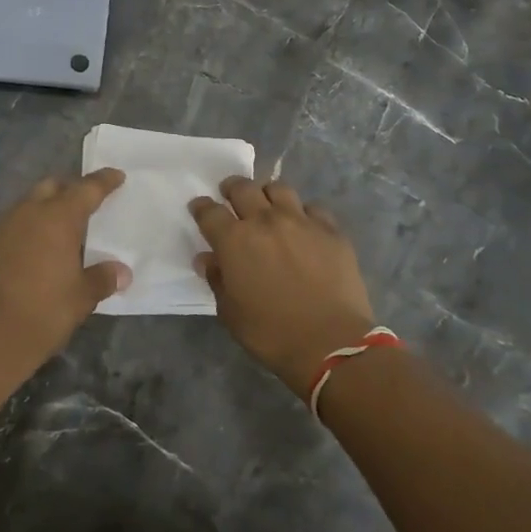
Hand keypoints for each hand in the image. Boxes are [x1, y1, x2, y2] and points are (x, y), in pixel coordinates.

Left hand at [0, 169, 130, 376]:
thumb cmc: (42, 312)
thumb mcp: (81, 298)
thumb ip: (102, 278)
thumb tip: (122, 271)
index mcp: (57, 217)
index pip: (86, 189)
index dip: (104, 181)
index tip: (117, 175)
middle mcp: (28, 213)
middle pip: (52, 187)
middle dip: (70, 189)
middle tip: (88, 201)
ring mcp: (2, 228)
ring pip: (29, 204)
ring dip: (47, 208)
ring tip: (65, 227)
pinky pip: (15, 225)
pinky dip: (30, 228)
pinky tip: (39, 249)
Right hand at [189, 177, 375, 394]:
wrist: (330, 343)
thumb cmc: (271, 333)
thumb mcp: (230, 313)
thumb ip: (217, 279)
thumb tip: (207, 259)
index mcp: (235, 240)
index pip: (209, 212)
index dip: (201, 207)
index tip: (199, 208)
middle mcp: (265, 221)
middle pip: (243, 189)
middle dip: (232, 188)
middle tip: (230, 195)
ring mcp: (301, 221)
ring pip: (279, 189)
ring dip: (267, 194)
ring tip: (267, 205)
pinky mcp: (331, 230)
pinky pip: (313, 208)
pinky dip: (303, 212)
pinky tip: (304, 226)